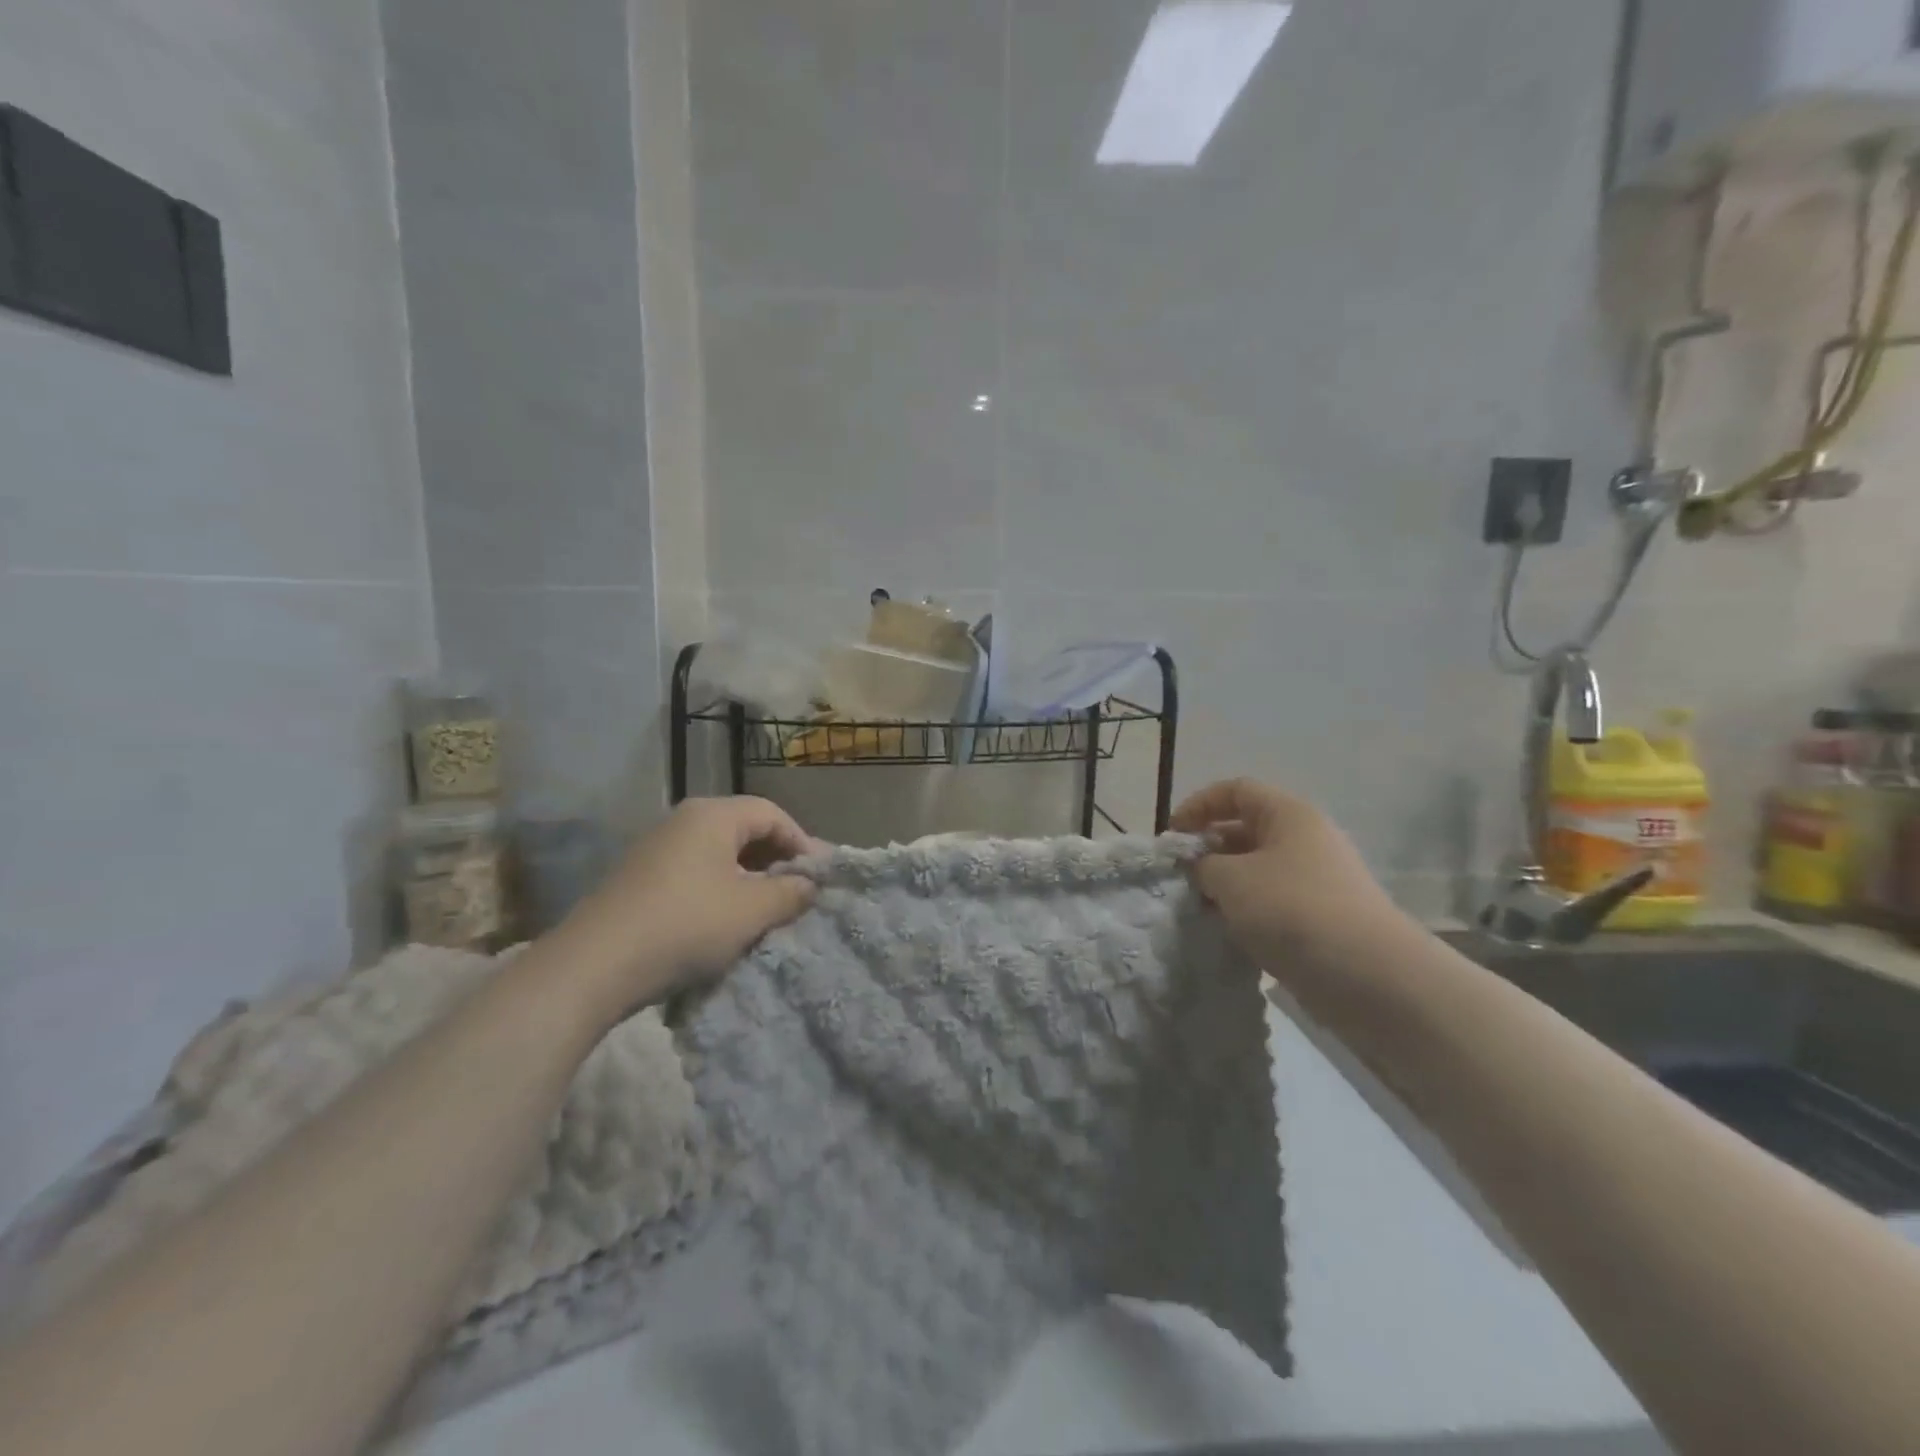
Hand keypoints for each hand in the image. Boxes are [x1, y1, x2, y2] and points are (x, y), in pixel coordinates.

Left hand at [551, 797, 818, 1025]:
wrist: (594, 966)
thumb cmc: (686, 925)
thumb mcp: (751, 911)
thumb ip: (790, 893)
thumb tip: (809, 885)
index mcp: (713, 815)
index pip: (772, 813)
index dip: (801, 841)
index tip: (818, 876)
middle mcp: (683, 821)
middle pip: (744, 829)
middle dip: (776, 859)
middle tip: (797, 892)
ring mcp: (656, 848)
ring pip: (718, 853)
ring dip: (749, 876)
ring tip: (766, 910)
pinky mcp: (639, 878)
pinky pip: (694, 872)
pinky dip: (719, 888)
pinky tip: (725, 920)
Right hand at [1173, 778, 1400, 968]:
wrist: (1367, 975)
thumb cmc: (1291, 909)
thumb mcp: (1230, 879)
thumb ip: (1201, 864)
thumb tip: (1198, 867)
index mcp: (1288, 814)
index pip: (1235, 791)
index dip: (1198, 805)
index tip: (1172, 836)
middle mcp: (1306, 839)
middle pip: (1245, 830)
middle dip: (1208, 850)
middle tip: (1180, 877)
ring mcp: (1317, 879)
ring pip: (1257, 870)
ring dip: (1224, 885)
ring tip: (1200, 908)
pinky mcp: (1321, 917)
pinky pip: (1272, 902)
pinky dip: (1246, 911)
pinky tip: (1228, 933)